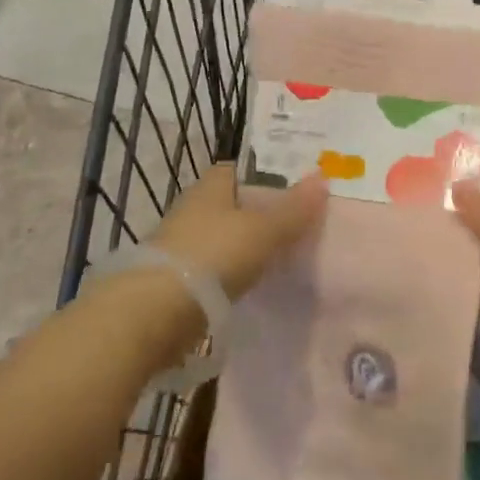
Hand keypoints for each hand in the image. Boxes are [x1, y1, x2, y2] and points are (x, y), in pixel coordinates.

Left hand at [150, 164, 326, 298]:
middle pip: (238, 202)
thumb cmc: (213, 255)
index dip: (271, 173)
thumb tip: (323, 176)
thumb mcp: (263, 230)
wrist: (156, 311)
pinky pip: (219, 265)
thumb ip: (294, 208)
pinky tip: (259, 280)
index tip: (300, 184)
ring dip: (250, 242)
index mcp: (212, 184)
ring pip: (228, 234)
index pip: (245, 168)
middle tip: (302, 220)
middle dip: (264, 210)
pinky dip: (237, 269)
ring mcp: (185, 242)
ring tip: (287, 252)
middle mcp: (195, 206)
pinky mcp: (180, 276)